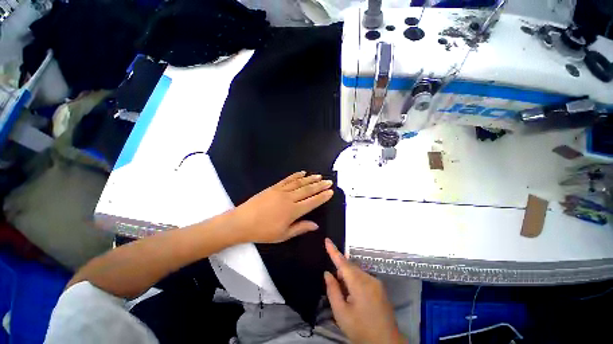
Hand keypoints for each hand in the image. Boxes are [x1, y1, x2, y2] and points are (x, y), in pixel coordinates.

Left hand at [233, 171, 333, 243]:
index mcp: (293, 211)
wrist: (242, 222)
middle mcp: (289, 198)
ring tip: (319, 176)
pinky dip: (296, 175)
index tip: (330, 192)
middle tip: (329, 181)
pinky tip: (302, 173)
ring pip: (299, 183)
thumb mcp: (283, 235)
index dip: (322, 196)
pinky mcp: (274, 187)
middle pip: (308, 190)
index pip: (312, 202)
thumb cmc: (263, 231)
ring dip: (310, 179)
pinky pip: (287, 179)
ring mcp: (281, 190)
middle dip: (320, 185)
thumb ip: (301, 228)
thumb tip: (316, 225)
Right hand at [324, 239, 406, 343]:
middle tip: (336, 288)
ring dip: (348, 278)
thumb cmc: (361, 330)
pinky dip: (356, 282)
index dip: (334, 251)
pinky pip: (364, 278)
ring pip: (357, 272)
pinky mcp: (380, 287)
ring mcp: (376, 282)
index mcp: (359, 284)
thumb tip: (327, 273)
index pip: (343, 263)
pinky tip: (356, 298)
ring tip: (347, 297)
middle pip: (350, 267)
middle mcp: (369, 278)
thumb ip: (332, 290)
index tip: (327, 240)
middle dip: (341, 272)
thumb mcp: (341, 313)